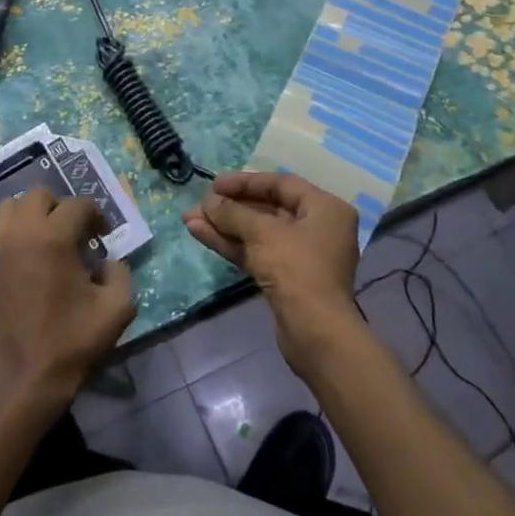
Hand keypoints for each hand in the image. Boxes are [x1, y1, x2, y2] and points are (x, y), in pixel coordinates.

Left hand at [0, 189, 135, 416]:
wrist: (27, 379)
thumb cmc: (73, 342)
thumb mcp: (117, 308)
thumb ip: (121, 273)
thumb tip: (108, 261)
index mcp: (53, 238)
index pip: (78, 205)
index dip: (96, 216)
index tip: (103, 236)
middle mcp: (20, 234)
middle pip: (38, 195)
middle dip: (60, 207)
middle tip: (74, 233)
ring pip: (8, 208)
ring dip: (29, 215)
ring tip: (44, 238)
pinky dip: (4, 234)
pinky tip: (18, 254)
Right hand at [184, 172, 364, 379]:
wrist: (315, 332)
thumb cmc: (297, 269)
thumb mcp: (263, 233)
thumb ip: (233, 213)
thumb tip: (208, 202)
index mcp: (325, 209)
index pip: (281, 184)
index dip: (245, 182)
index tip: (214, 184)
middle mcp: (317, 228)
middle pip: (268, 209)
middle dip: (230, 207)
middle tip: (199, 204)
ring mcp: (301, 255)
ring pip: (258, 233)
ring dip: (224, 226)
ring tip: (189, 219)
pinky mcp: (285, 278)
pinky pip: (256, 252)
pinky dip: (231, 244)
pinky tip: (200, 234)